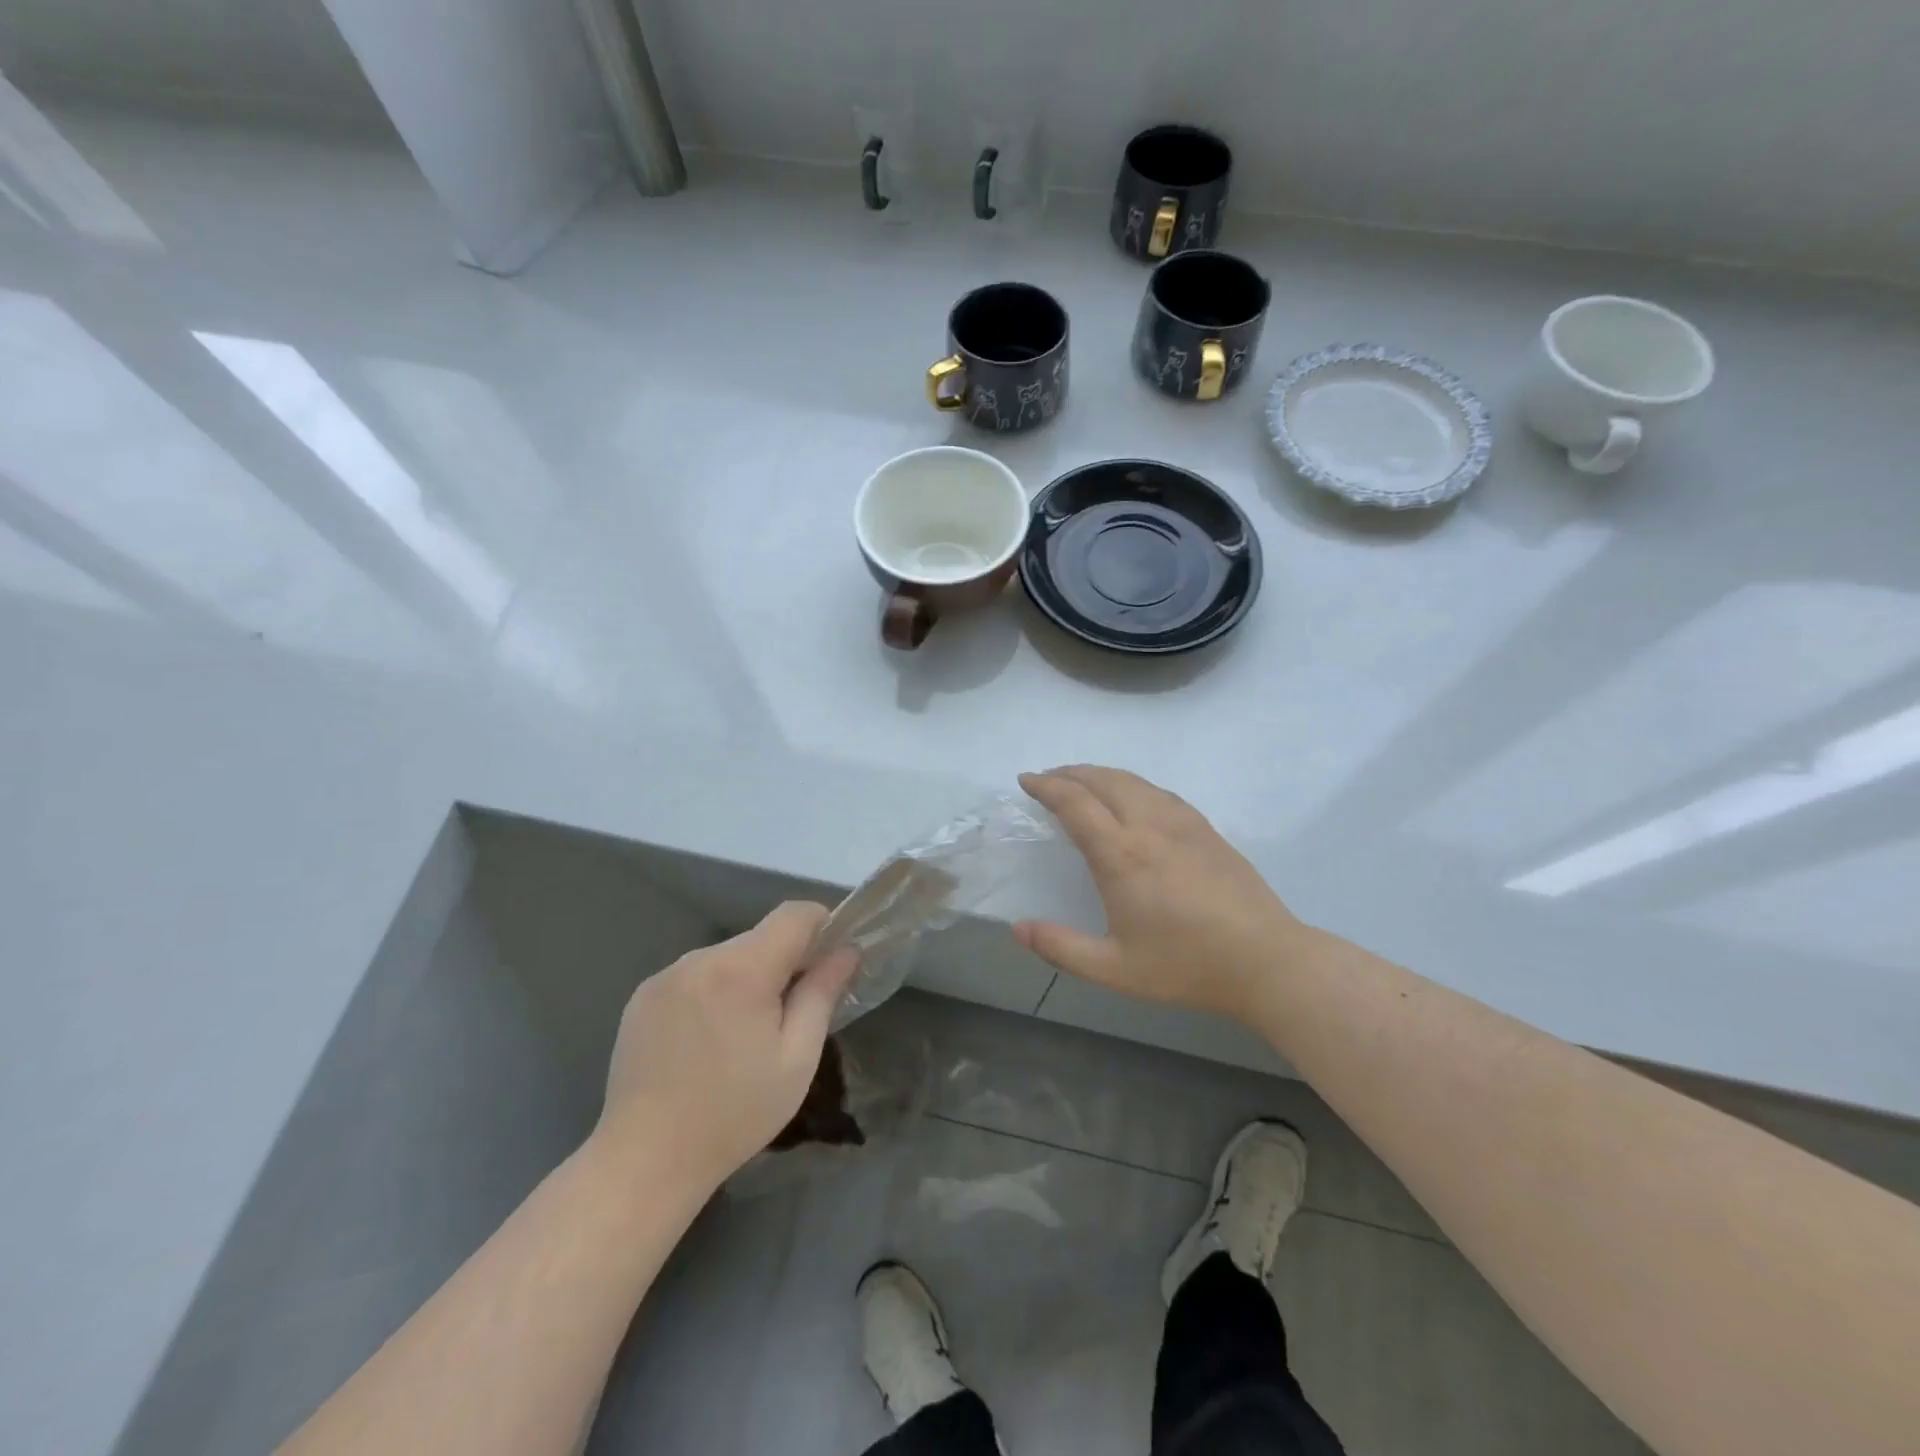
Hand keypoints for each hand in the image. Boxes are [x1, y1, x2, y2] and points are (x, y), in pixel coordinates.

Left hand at [592, 902, 858, 1191]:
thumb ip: (823, 994)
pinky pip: (695, 975)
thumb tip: (847, 951)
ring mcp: (665, 975)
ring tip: (743, 1035)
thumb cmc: (734, 1113)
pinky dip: (713, 991)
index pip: (794, 914)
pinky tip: (706, 1040)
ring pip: (728, 956)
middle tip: (790, 1014)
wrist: (644, 1160)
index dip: (822, 926)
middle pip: (760, 936)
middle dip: (784, 962)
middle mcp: (700, 958)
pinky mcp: (642, 995)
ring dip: (747, 978)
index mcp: (742, 970)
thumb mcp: (797, 1059)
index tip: (830, 962)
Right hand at [1016, 765, 1303, 1022]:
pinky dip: (1132, 784)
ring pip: (1133, 780)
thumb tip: (1017, 928)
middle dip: (1069, 772)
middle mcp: (1149, 826)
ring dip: (1100, 774)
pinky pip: (1159, 791)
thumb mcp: (1114, 969)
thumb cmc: (1186, 966)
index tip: (1026, 780)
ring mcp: (1182, 823)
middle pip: (1103, 780)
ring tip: (1081, 783)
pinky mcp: (1205, 828)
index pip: (1075, 803)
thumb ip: (1061, 947)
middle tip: (1047, 779)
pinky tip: (1131, 798)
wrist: (1265, 961)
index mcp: (1121, 855)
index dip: (1046, 786)